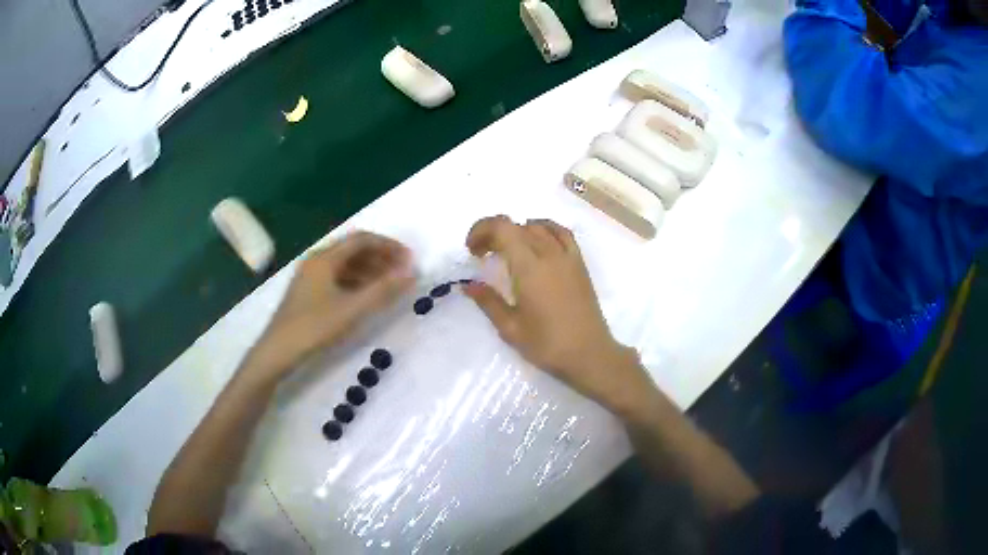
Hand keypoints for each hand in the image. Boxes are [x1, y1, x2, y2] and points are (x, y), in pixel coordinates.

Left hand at [247, 232, 414, 381]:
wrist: (278, 351)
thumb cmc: (314, 327)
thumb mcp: (352, 310)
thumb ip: (383, 291)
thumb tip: (411, 273)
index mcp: (325, 258)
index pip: (362, 239)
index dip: (388, 246)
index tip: (409, 260)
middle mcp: (316, 260)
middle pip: (353, 250)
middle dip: (380, 258)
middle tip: (402, 273)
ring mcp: (310, 276)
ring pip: (345, 264)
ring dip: (369, 270)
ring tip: (389, 286)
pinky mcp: (308, 292)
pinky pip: (337, 277)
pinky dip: (356, 282)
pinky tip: (366, 297)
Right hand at [464, 216, 653, 413]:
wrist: (589, 354)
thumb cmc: (547, 344)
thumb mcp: (510, 328)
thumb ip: (488, 302)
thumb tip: (468, 286)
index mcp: (529, 268)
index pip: (502, 227)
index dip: (481, 230)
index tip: (472, 251)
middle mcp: (549, 254)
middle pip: (517, 226)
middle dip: (494, 234)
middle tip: (483, 256)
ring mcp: (567, 256)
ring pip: (538, 227)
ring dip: (517, 232)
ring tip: (507, 251)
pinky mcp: (579, 263)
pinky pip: (561, 233)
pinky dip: (544, 229)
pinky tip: (537, 242)